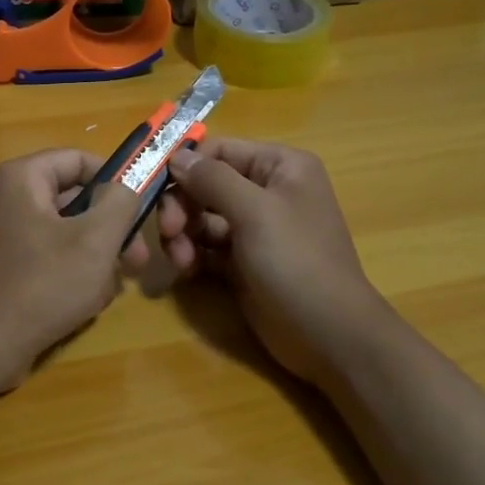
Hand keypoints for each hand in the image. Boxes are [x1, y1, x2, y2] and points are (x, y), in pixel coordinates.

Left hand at [0, 149, 149, 393]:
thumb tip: (128, 183)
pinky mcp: (4, 267)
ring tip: (109, 288)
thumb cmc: (41, 286)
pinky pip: (49, 257)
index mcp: (22, 178)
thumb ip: (120, 201)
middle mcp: (7, 198)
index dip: (117, 178)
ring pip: (67, 232)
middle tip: (138, 259)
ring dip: (95, 257)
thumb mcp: (95, 240)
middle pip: (75, 198)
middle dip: (110, 229)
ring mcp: (3, 235)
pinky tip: (85, 302)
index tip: (144, 207)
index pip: (79, 159)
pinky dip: (72, 274)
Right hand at [163, 139, 392, 385]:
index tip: (156, 188)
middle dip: (182, 206)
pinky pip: (206, 247)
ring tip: (181, 260)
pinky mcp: (242, 262)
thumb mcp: (255, 212)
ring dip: (183, 234)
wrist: (327, 333)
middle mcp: (266, 191)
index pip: (219, 150)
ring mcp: (254, 229)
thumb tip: (176, 156)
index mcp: (280, 167)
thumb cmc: (296, 261)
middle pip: (205, 184)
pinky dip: (192, 254)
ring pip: (201, 218)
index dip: (186, 166)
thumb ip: (212, 180)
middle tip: (169, 232)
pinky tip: (186, 271)